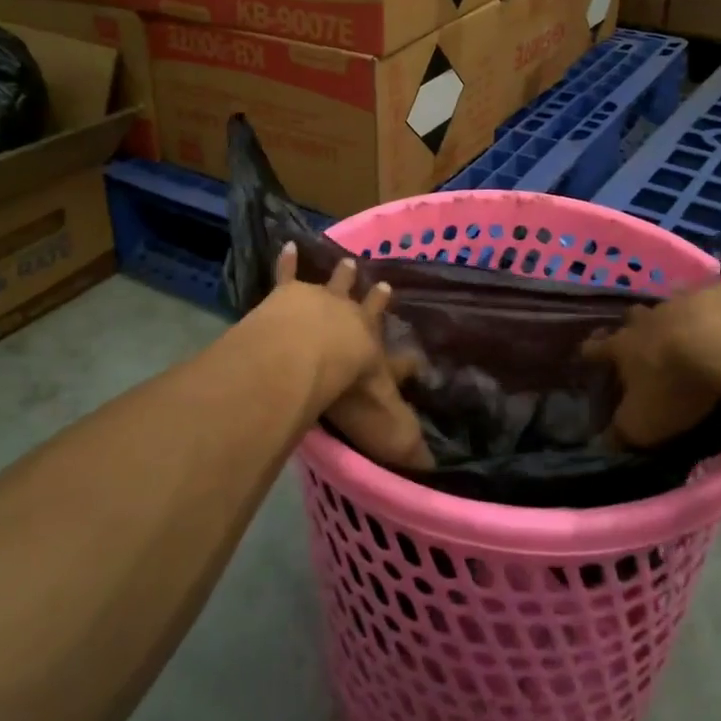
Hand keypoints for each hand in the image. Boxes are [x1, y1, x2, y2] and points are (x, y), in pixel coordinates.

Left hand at [265, 243, 432, 470]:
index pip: (399, 362)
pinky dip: (287, 261)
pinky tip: (286, 245)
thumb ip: (408, 451)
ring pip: (336, 285)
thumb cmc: (349, 394)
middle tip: (383, 285)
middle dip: (376, 300)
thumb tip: (435, 476)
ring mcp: (323, 303)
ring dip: (342, 276)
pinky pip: (288, 275)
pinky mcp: (289, 294)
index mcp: (375, 356)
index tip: (417, 359)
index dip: (409, 363)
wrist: (309, 356)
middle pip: (368, 309)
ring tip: (348, 261)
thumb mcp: (386, 431)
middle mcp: (354, 324)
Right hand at [583, 278, 720, 447]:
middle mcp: (647, 321)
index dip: (590, 351)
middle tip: (633, 334)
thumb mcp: (643, 421)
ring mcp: (681, 305)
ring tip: (677, 327)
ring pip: (668, 307)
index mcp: (623, 347)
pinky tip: (718, 318)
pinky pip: (706, 301)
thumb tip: (605, 442)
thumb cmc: (673, 384)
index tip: (585, 351)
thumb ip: (623, 431)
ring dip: (669, 317)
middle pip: (631, 318)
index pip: (596, 348)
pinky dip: (708, 310)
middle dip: (629, 326)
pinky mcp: (716, 297)